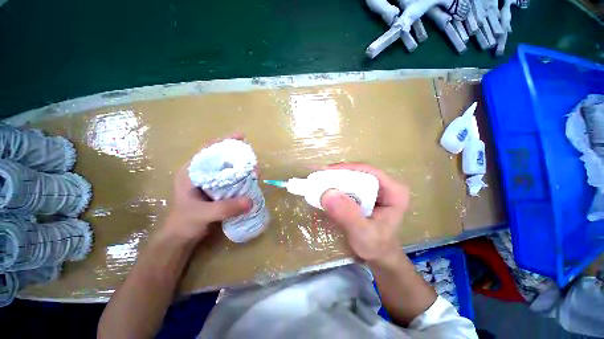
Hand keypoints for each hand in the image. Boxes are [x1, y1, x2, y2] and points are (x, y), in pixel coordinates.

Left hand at [163, 135, 251, 242]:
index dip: (224, 141)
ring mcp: (210, 183)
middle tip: (252, 158)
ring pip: (228, 170)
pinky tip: (251, 181)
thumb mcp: (202, 214)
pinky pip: (232, 181)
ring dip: (242, 168)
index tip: (240, 136)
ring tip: (255, 170)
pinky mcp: (218, 192)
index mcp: (191, 172)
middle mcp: (202, 174)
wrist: (181, 239)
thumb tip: (250, 201)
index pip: (208, 150)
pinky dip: (241, 179)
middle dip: (237, 155)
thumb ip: (225, 208)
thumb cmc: (184, 223)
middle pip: (221, 158)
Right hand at [320, 163, 409, 263]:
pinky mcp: (366, 193)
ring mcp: (376, 188)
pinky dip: (337, 186)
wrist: (378, 255)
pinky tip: (326, 189)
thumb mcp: (363, 233)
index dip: (347, 168)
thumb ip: (348, 215)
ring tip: (319, 182)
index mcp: (394, 191)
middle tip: (319, 177)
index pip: (369, 171)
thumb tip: (327, 194)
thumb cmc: (376, 246)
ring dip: (336, 179)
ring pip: (353, 177)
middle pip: (359, 172)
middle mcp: (386, 185)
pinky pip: (350, 184)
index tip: (326, 172)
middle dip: (339, 174)